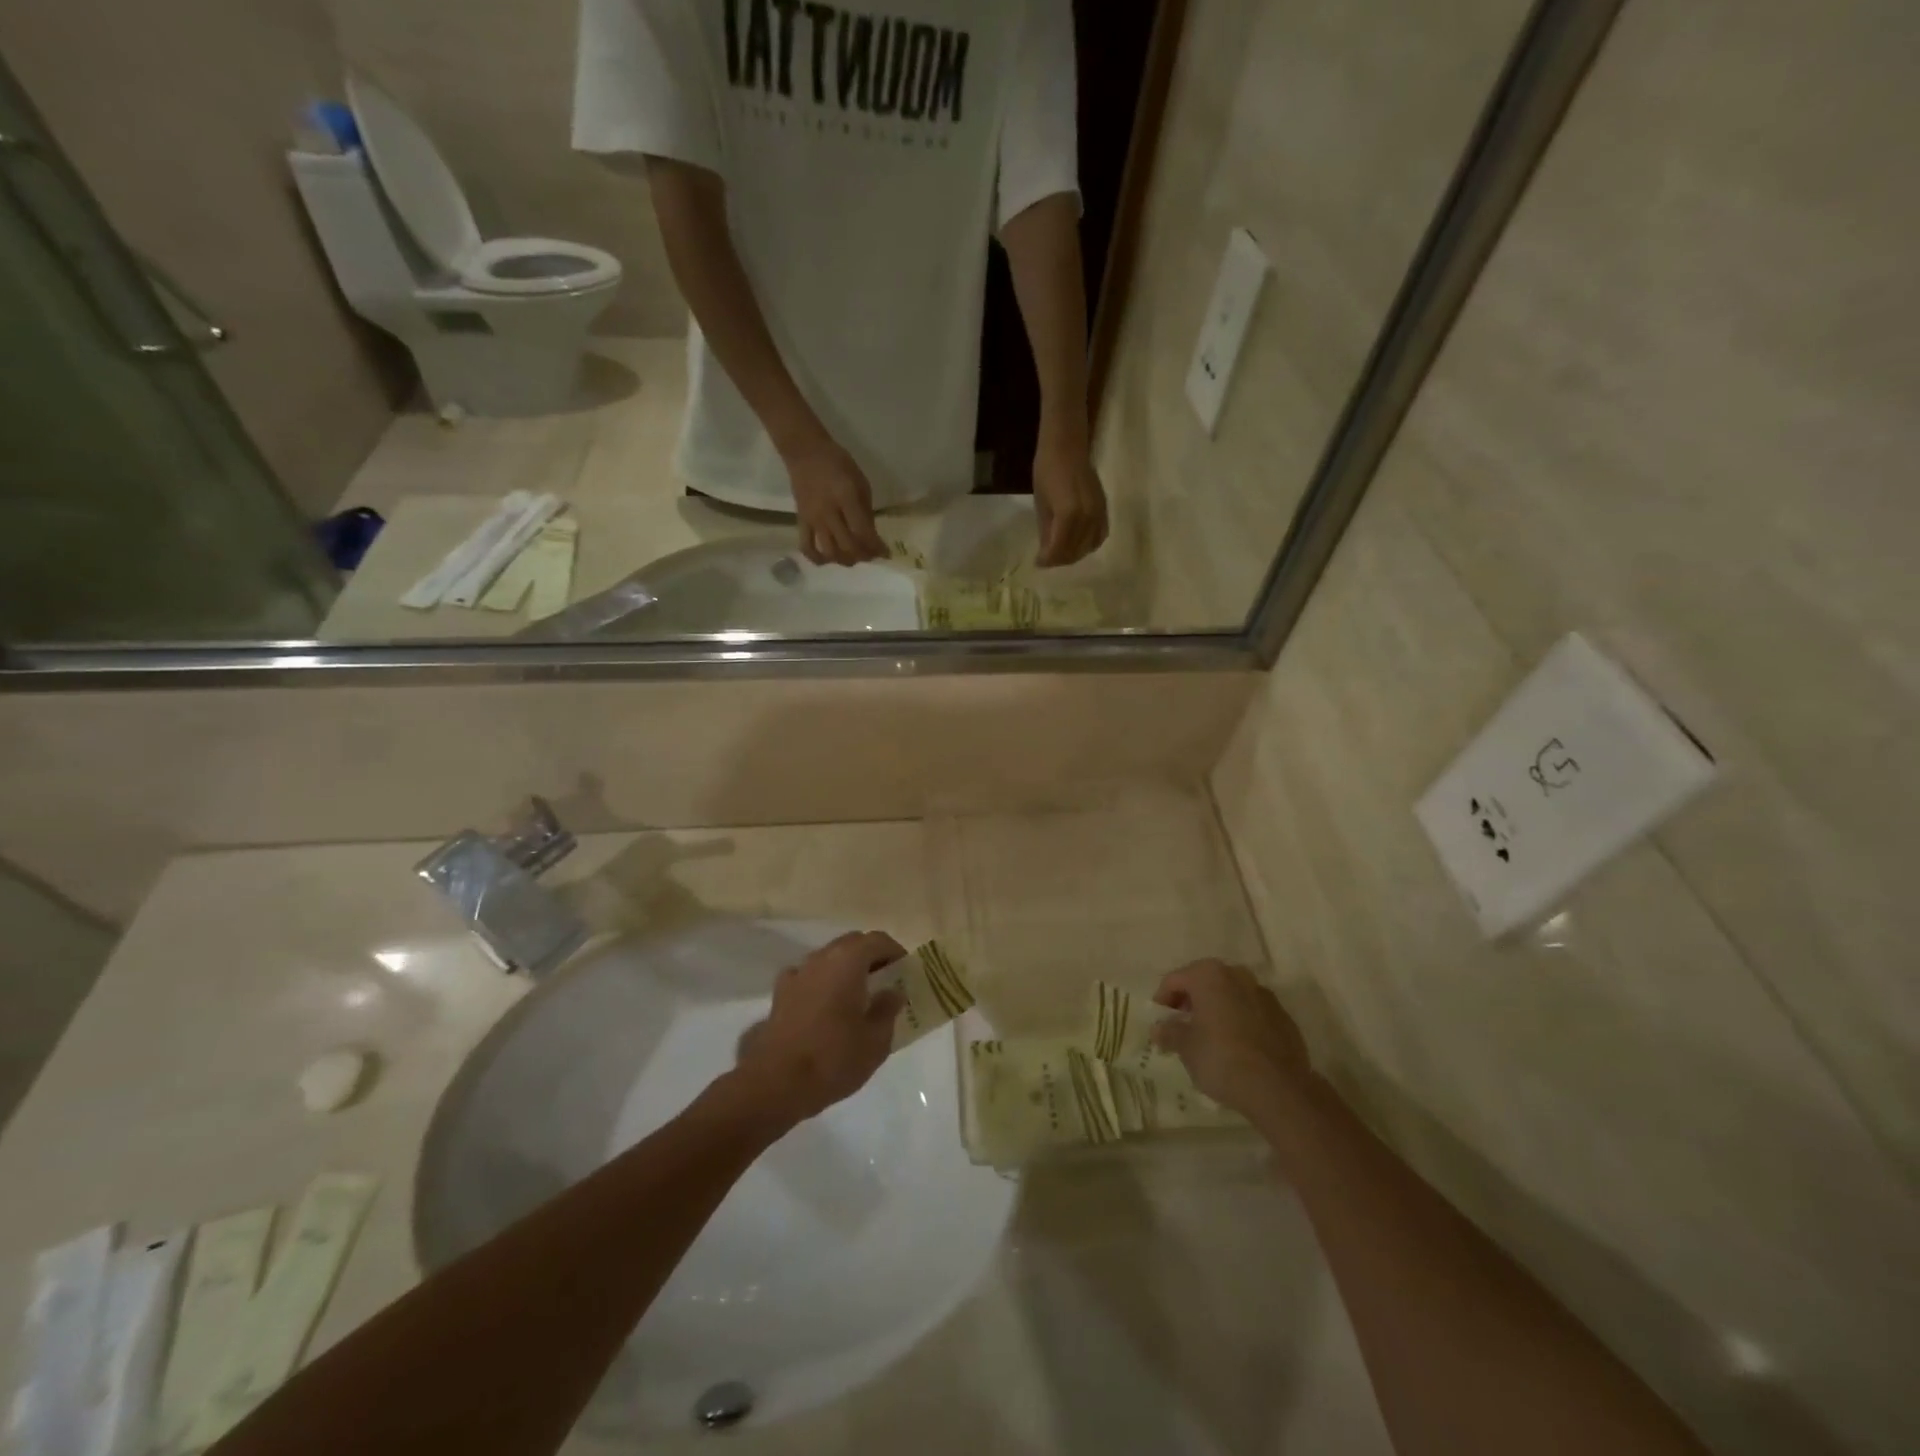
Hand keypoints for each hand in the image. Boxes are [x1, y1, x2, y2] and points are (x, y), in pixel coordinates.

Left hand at [733, 931, 905, 1125]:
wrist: (776, 1083)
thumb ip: (888, 1009)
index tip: (905, 972)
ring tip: (857, 998)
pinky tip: (825, 1007)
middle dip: (871, 957)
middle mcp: (821, 958)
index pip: (878, 940)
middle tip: (885, 983)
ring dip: (846, 970)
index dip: (895, 952)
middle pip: (852, 943)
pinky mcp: (780, 994)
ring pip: (829, 958)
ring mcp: (798, 973)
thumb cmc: (833, 1058)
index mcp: (849, 961)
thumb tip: (893, 991)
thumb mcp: (876, 1040)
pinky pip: (808, 977)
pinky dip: (822, 983)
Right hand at [785, 440, 887, 566]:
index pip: (863, 531)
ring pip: (829, 551)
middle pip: (847, 546)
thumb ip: (866, 510)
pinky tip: (827, 560)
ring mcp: (813, 518)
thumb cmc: (838, 463)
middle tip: (870, 556)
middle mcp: (829, 512)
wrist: (805, 453)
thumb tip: (872, 536)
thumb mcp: (860, 482)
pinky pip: (806, 546)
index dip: (876, 547)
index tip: (885, 553)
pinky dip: (817, 558)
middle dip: (863, 556)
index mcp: (846, 497)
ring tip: (852, 557)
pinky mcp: (801, 521)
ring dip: (844, 560)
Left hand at [1032, 434, 1108, 566]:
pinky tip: (1078, 543)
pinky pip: (1100, 536)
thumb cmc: (1047, 472)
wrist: (1067, 447)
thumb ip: (1046, 532)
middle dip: (1060, 559)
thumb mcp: (1042, 505)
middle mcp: (1087, 517)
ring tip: (1060, 552)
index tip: (1038, 563)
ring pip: (1088, 547)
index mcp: (1068, 516)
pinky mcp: (1104, 509)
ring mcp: (1099, 514)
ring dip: (1074, 554)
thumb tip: (1047, 554)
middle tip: (1047, 559)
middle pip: (1075, 551)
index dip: (1047, 560)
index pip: (1059, 549)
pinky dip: (1089, 544)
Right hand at [1150, 960, 1316, 1119]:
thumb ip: (1169, 1032)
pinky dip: (1240, 1023)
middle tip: (1182, 1027)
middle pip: (1205, 983)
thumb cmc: (1222, 1059)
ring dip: (1217, 1010)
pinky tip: (1237, 1048)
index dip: (1163, 1000)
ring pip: (1231, 996)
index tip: (1160, 1022)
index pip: (1175, 980)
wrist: (1279, 1089)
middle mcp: (1238, 976)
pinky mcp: (1284, 1018)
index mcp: (1209, 975)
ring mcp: (1264, 995)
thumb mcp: (1186, 1047)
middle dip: (1191, 1002)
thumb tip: (1159, 1028)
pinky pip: (1252, 1013)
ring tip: (1209, 1038)